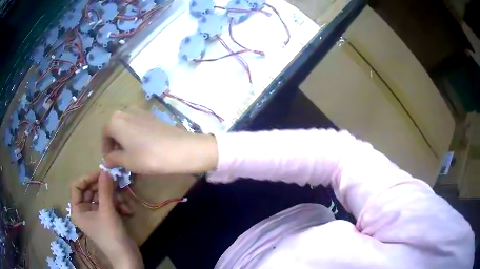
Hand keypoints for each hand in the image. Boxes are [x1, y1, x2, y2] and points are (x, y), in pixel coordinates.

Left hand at [71, 172, 142, 268]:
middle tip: (117, 184)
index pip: (77, 186)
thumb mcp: (107, 211)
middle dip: (105, 189)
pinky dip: (118, 205)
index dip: (87, 178)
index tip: (101, 174)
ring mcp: (95, 214)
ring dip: (114, 198)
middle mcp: (84, 210)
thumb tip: (105, 170)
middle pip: (91, 190)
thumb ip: (105, 189)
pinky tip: (128, 211)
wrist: (126, 256)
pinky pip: (109, 204)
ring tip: (124, 203)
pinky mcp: (106, 218)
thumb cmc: (111, 235)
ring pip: (102, 197)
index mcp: (78, 209)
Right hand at [102, 111, 217, 174]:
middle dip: (115, 143)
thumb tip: (105, 161)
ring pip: (126, 126)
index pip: (104, 134)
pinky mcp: (152, 116)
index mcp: (115, 120)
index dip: (105, 148)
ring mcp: (140, 111)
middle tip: (120, 159)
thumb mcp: (127, 161)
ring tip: (131, 155)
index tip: (110, 161)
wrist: (179, 149)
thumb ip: (113, 159)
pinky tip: (142, 147)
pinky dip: (135, 135)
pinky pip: (137, 124)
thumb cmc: (148, 156)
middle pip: (115, 128)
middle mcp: (126, 111)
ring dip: (125, 139)